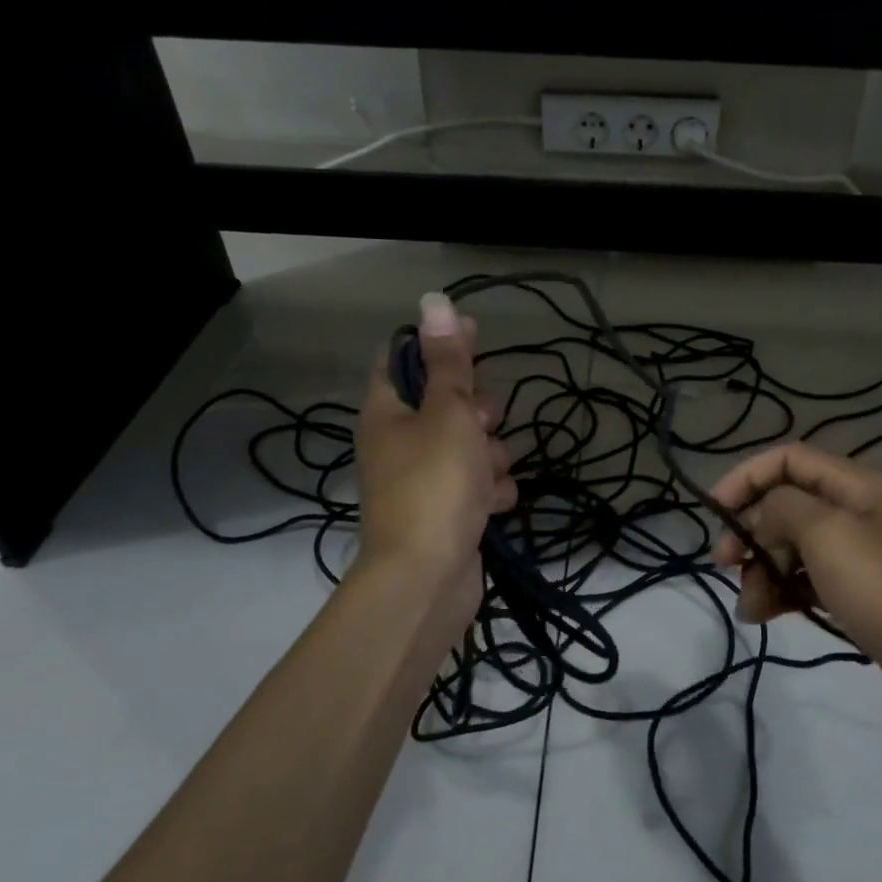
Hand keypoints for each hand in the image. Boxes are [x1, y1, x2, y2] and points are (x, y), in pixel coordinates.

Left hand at [355, 293, 517, 659]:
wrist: (427, 579)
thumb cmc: (435, 484)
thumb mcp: (448, 413)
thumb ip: (448, 362)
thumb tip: (435, 301)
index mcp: (387, 412)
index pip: (406, 359)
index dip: (440, 347)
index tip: (475, 343)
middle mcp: (400, 442)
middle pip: (448, 404)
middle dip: (478, 413)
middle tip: (482, 425)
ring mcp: (424, 480)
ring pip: (472, 446)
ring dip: (491, 457)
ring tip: (488, 476)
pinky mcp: (447, 512)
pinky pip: (478, 486)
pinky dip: (491, 493)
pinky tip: (494, 507)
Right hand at [708, 442, 881, 741]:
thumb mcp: (826, 534)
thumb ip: (782, 508)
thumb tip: (761, 517)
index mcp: (858, 485)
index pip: (788, 459)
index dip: (746, 478)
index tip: (715, 513)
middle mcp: (859, 511)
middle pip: (788, 504)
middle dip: (752, 532)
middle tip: (727, 565)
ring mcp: (861, 554)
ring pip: (794, 546)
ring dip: (763, 570)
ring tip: (751, 608)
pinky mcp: (861, 592)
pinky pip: (809, 579)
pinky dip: (784, 592)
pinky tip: (767, 615)